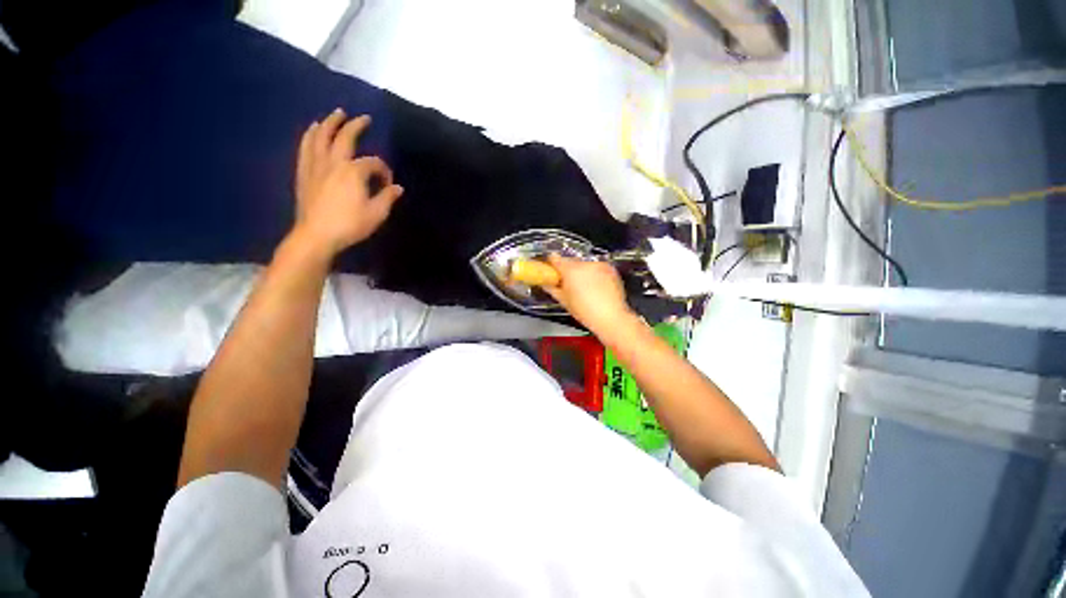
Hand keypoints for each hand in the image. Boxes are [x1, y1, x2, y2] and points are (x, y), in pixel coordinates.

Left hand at [293, 108, 403, 257]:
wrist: (317, 235)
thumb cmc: (350, 224)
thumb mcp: (376, 213)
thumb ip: (387, 197)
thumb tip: (397, 187)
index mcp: (354, 172)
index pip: (373, 163)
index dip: (384, 170)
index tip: (388, 184)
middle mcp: (334, 162)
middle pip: (344, 137)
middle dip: (356, 126)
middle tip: (363, 118)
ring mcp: (316, 165)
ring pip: (321, 137)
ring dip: (330, 123)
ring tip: (337, 114)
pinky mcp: (304, 172)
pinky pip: (306, 147)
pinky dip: (310, 135)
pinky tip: (313, 129)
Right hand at [542, 254, 635, 334]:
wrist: (611, 317)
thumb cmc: (585, 311)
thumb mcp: (564, 301)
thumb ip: (552, 288)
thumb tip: (545, 283)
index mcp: (570, 270)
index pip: (555, 259)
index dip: (551, 264)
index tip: (550, 270)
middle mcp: (585, 263)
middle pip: (571, 262)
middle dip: (568, 271)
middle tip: (568, 285)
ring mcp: (599, 265)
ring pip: (585, 265)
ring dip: (582, 273)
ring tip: (584, 289)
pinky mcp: (610, 269)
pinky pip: (597, 268)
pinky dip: (595, 275)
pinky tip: (596, 288)